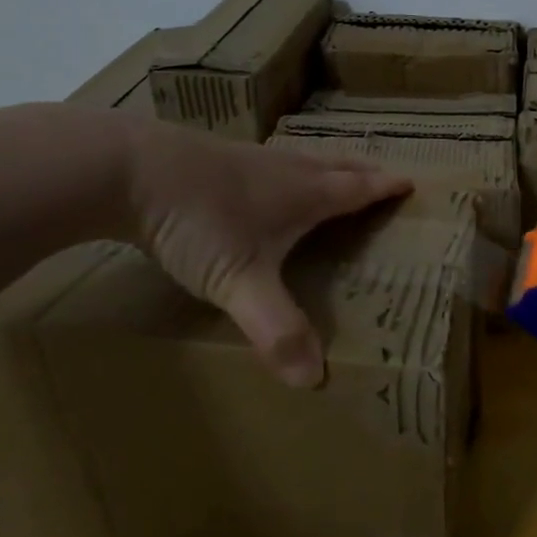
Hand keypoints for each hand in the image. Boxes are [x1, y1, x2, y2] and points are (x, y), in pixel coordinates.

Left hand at [115, 119, 411, 386]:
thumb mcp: (239, 282)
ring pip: (302, 159)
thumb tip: (314, 379)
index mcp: (304, 194)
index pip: (358, 189)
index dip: (386, 187)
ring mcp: (247, 158)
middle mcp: (284, 170)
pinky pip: (267, 162)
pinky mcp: (214, 157)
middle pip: (336, 166)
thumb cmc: (197, 221)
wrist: (124, 169)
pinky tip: (263, 182)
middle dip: (363, 171)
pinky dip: (285, 170)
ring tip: (333, 176)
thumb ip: (276, 329)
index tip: (411, 183)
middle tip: (382, 175)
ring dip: (326, 167)